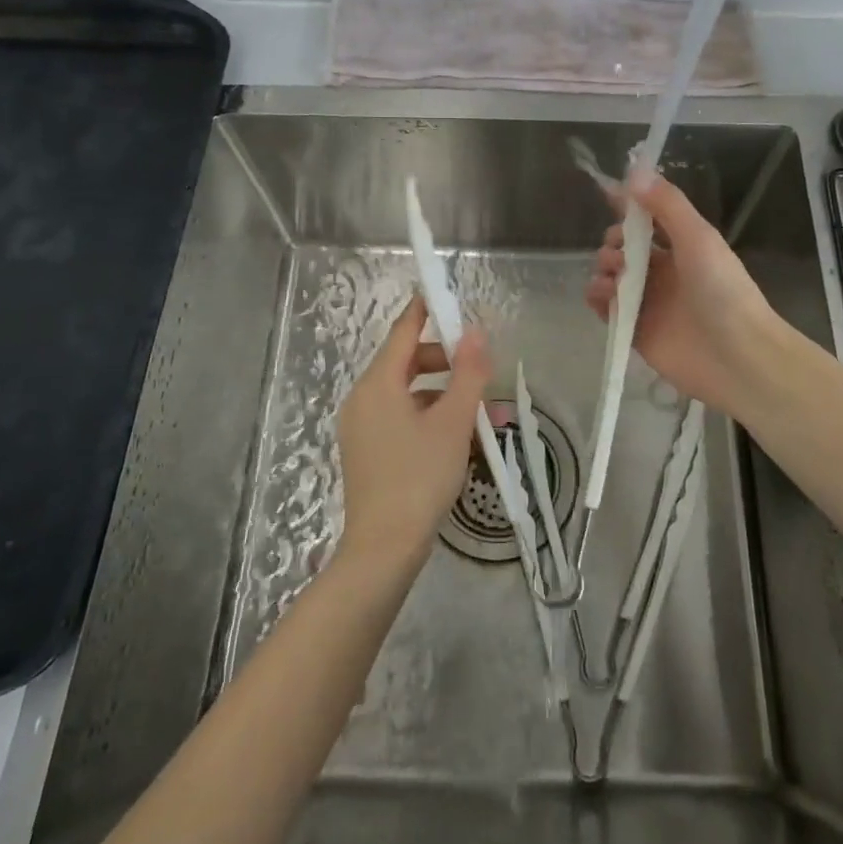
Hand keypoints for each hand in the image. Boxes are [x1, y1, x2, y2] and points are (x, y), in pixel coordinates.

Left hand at [335, 296, 490, 572]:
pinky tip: (458, 433)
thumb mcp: (454, 422)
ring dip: (442, 391)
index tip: (448, 295)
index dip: (426, 310)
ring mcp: (362, 426)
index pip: (403, 331)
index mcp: (378, 384)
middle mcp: (363, 398)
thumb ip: (468, 373)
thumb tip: (475, 331)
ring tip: (481, 407)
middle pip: (406, 361)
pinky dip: (428, 414)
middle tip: (480, 366)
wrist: (384, 547)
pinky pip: (400, 416)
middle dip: (445, 359)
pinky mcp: (367, 450)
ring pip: (406, 392)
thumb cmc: (420, 477)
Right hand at [584, 166, 790, 420]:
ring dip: (604, 269)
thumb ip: (667, 205)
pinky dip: (598, 299)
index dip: (627, 205)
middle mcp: (663, 271)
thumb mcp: (698, 237)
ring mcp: (648, 302)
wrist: (736, 356)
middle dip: (614, 242)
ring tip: (615, 278)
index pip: (648, 218)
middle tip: (620, 253)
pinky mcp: (635, 331)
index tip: (606, 193)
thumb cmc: (722, 290)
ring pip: (611, 275)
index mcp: (682, 246)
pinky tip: (603, 296)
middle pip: (623, 247)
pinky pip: (606, 308)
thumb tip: (633, 172)